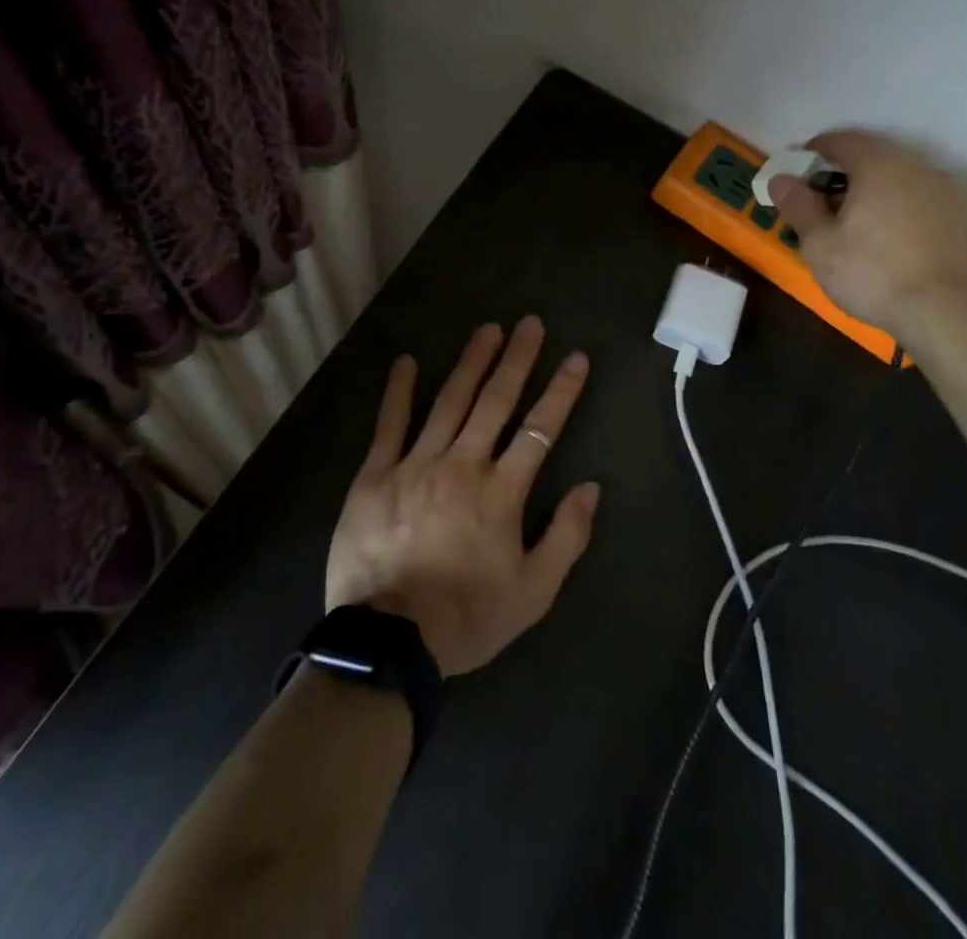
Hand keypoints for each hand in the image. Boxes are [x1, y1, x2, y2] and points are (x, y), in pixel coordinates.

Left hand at [325, 317, 601, 677]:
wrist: (387, 644)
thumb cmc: (466, 618)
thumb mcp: (533, 593)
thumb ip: (566, 537)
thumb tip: (591, 487)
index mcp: (501, 492)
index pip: (539, 429)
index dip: (561, 391)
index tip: (576, 358)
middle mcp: (462, 465)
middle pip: (495, 401)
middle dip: (517, 359)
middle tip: (530, 323)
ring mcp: (416, 465)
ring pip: (450, 402)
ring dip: (471, 363)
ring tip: (488, 329)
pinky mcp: (375, 475)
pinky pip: (389, 425)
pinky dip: (400, 392)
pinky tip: (408, 362)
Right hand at [769, 131, 966, 340]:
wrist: (946, 314)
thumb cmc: (872, 274)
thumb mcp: (820, 244)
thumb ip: (799, 206)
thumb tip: (781, 179)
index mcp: (879, 166)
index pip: (844, 141)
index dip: (817, 150)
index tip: (799, 169)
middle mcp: (917, 168)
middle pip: (874, 158)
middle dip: (845, 173)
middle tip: (822, 201)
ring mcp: (946, 192)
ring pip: (901, 180)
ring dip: (875, 191)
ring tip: (856, 223)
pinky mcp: (964, 219)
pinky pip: (921, 201)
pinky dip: (900, 209)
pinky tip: (889, 239)